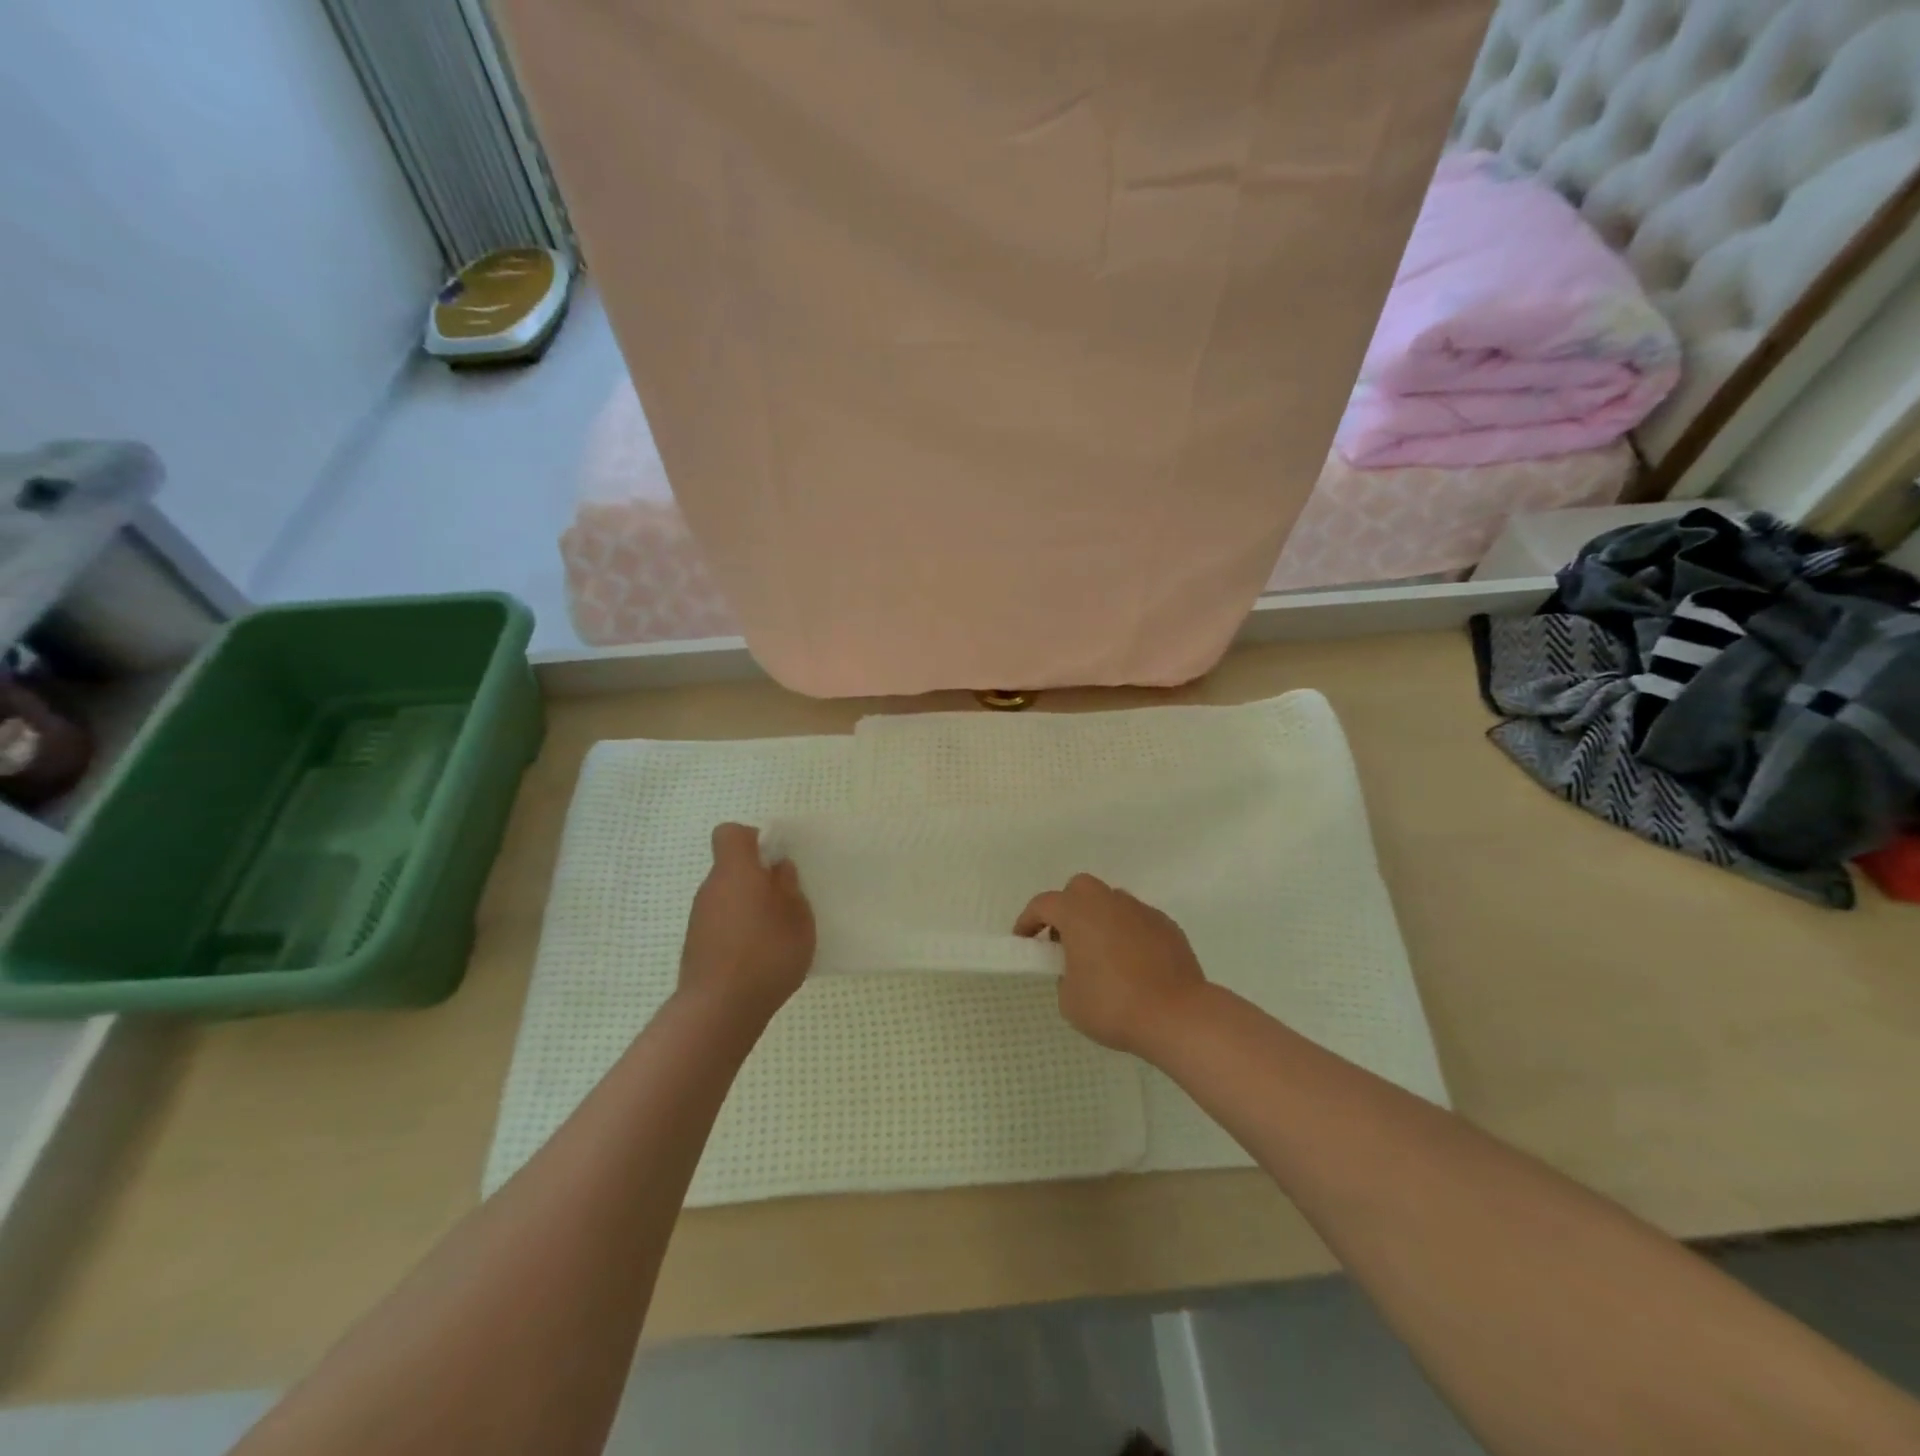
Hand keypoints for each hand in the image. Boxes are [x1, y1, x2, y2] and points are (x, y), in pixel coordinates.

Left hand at [678, 823, 815, 1025]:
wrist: (718, 1010)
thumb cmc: (766, 954)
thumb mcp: (798, 919)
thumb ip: (790, 889)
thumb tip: (778, 869)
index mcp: (736, 872)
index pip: (731, 834)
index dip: (753, 840)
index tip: (775, 861)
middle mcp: (711, 889)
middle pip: (731, 869)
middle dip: (757, 879)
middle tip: (785, 902)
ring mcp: (699, 919)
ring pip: (727, 898)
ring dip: (749, 907)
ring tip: (775, 934)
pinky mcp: (696, 946)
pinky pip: (721, 923)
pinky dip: (738, 931)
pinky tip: (758, 957)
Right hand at [1014, 874, 1207, 1057]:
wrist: (1177, 1015)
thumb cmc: (1113, 1005)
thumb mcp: (1069, 1000)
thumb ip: (1065, 975)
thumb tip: (1078, 967)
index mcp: (1078, 912)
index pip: (1043, 904)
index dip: (1028, 921)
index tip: (1024, 941)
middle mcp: (1109, 902)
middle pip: (1079, 889)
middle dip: (1067, 908)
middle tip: (1065, 941)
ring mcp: (1141, 911)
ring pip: (1111, 902)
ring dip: (1099, 920)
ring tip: (1101, 955)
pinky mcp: (1167, 926)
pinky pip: (1137, 921)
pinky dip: (1127, 934)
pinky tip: (1132, 964)